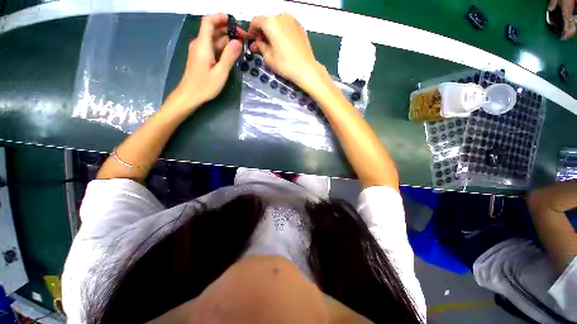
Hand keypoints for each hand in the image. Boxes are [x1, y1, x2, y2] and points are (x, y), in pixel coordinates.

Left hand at [166, 14, 243, 112]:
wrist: (189, 96)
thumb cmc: (204, 86)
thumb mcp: (220, 72)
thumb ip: (229, 56)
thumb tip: (238, 42)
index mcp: (203, 45)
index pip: (209, 22)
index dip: (220, 17)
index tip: (234, 21)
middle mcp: (200, 44)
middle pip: (213, 30)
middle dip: (228, 30)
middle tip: (244, 38)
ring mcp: (200, 51)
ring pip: (214, 40)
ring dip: (227, 40)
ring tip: (241, 46)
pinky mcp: (201, 58)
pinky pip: (213, 48)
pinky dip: (223, 48)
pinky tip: (232, 54)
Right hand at [248, 13, 325, 90]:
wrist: (306, 69)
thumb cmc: (285, 64)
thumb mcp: (268, 58)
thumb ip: (260, 47)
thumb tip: (256, 44)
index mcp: (271, 22)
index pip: (255, 21)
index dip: (251, 31)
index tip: (251, 41)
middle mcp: (281, 16)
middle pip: (267, 21)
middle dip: (262, 32)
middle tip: (261, 45)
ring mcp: (292, 20)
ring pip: (277, 23)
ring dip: (271, 32)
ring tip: (272, 46)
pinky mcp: (300, 26)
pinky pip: (286, 26)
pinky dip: (281, 32)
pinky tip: (282, 44)